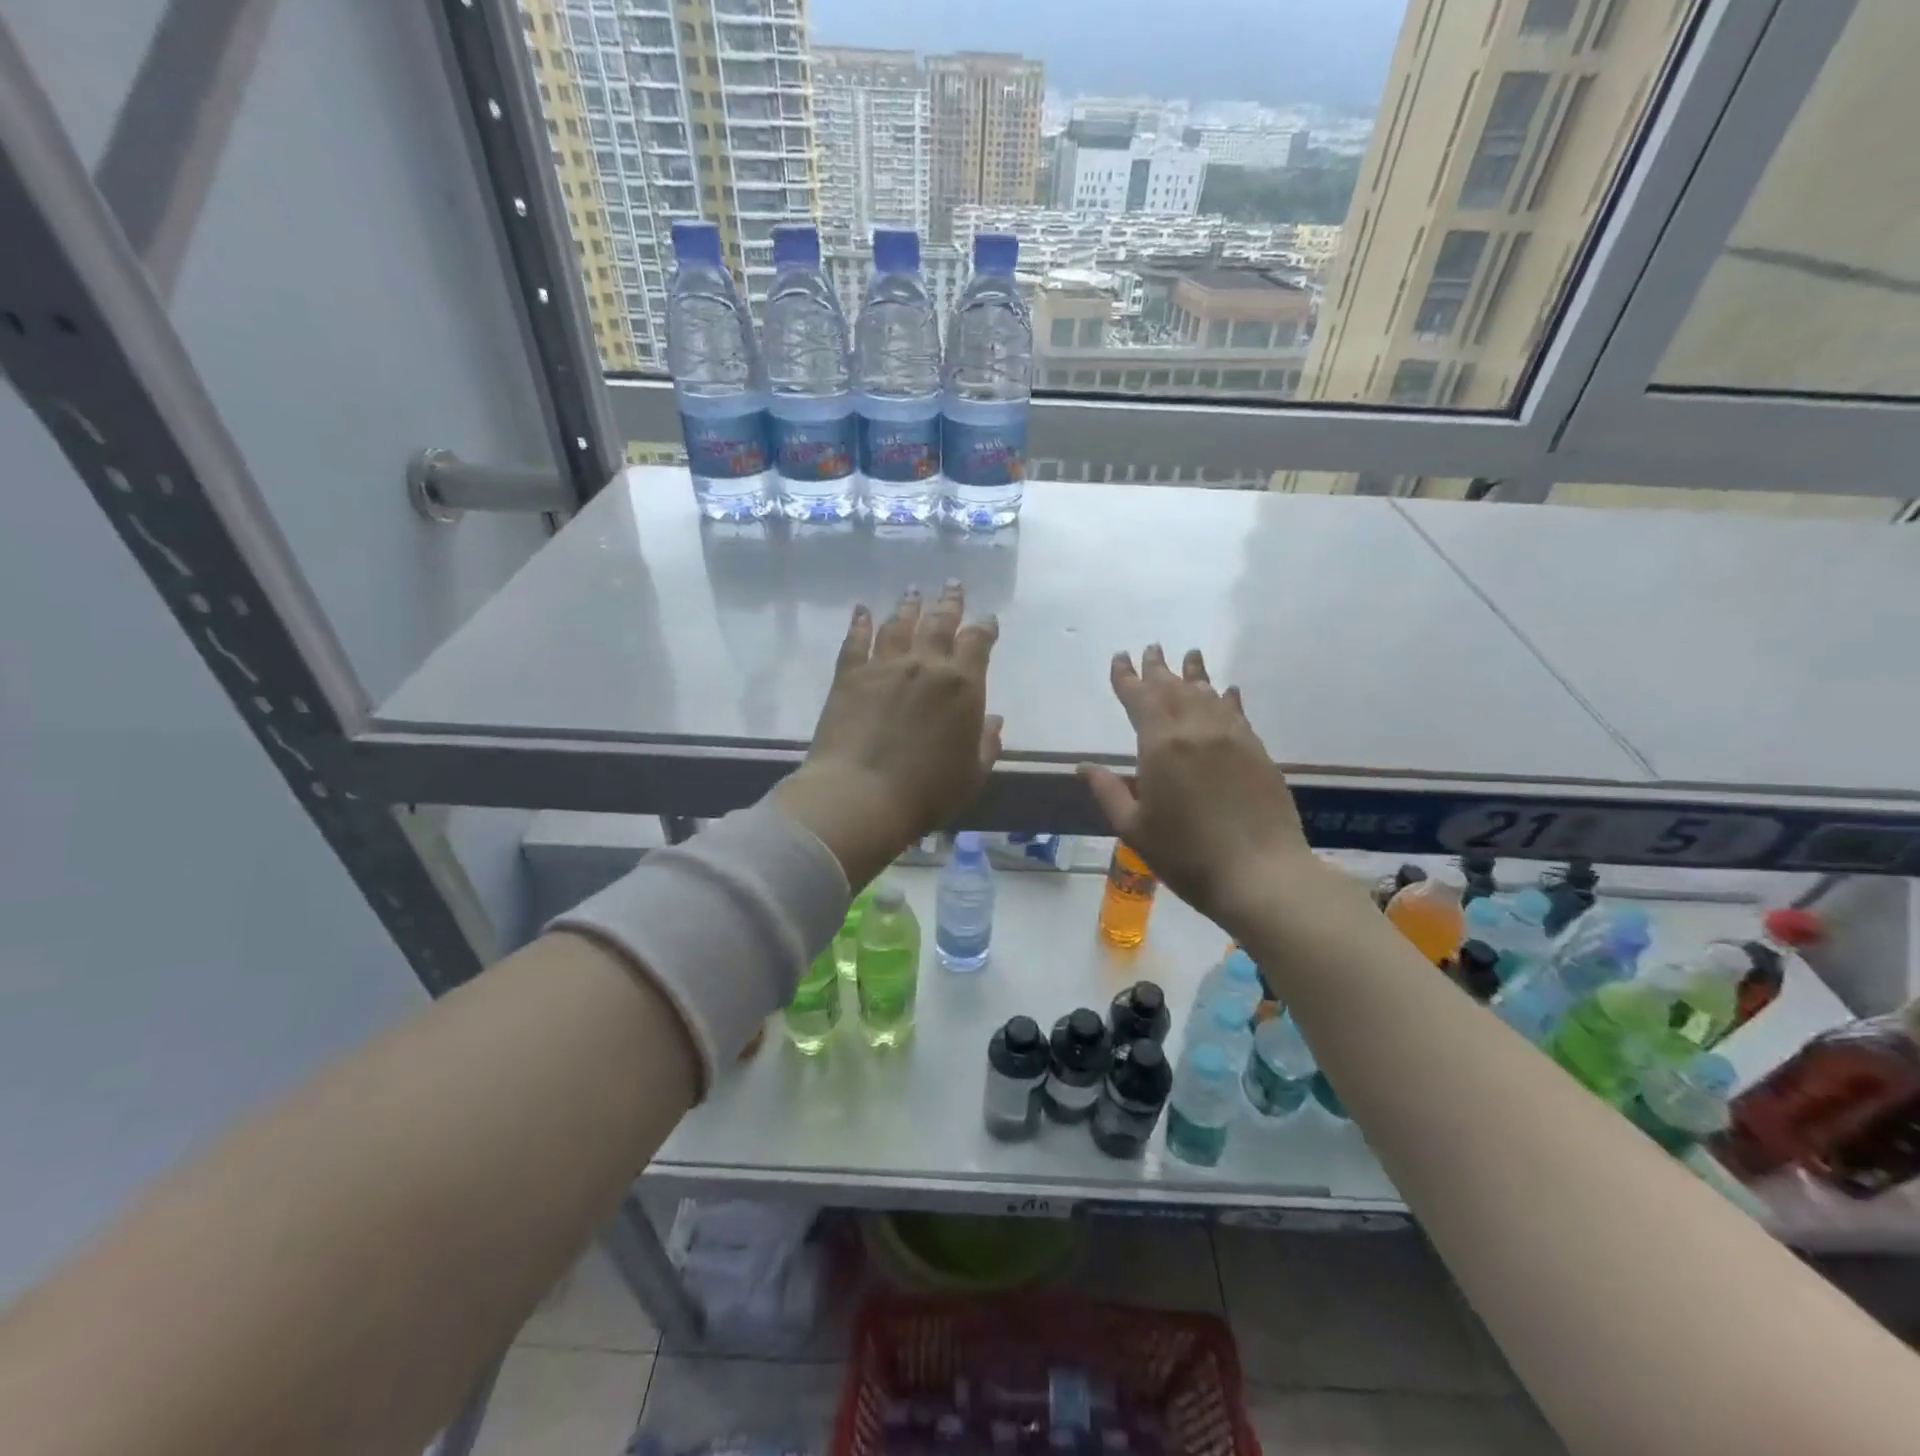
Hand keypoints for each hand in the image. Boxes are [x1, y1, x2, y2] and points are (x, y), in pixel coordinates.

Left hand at [774, 582, 1002, 889]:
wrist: (861, 795)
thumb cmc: (926, 793)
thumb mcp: (972, 775)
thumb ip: (986, 744)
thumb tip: (993, 720)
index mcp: (963, 685)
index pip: (978, 642)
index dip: (984, 628)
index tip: (987, 620)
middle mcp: (926, 664)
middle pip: (940, 622)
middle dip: (950, 602)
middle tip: (953, 585)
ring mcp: (885, 665)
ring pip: (900, 624)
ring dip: (909, 606)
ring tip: (913, 592)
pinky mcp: (850, 675)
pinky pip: (856, 640)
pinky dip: (861, 623)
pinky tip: (862, 611)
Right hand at [1080, 645, 1316, 934]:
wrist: (1260, 874)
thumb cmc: (1186, 855)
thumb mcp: (1135, 828)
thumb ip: (1109, 791)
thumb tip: (1084, 766)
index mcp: (1160, 745)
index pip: (1139, 698)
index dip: (1127, 677)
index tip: (1120, 657)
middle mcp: (1196, 729)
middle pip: (1173, 688)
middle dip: (1158, 668)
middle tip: (1151, 649)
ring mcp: (1231, 737)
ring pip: (1207, 693)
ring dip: (1194, 673)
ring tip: (1188, 656)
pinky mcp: (1256, 750)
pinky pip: (1236, 712)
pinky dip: (1226, 697)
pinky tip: (1226, 691)